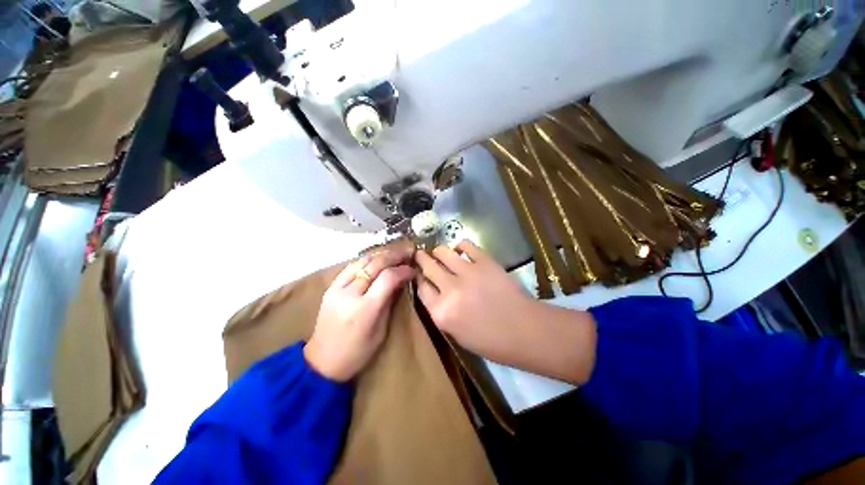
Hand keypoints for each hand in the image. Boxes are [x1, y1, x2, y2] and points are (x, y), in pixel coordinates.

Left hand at [304, 244, 414, 381]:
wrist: (321, 361)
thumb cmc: (357, 353)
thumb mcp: (381, 331)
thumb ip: (390, 302)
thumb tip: (401, 280)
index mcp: (365, 309)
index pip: (388, 278)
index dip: (403, 270)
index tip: (413, 269)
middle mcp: (350, 294)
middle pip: (375, 264)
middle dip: (394, 255)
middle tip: (407, 252)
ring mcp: (337, 288)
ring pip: (362, 261)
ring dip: (381, 254)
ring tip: (394, 252)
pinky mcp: (330, 287)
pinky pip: (351, 266)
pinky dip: (366, 259)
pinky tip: (376, 258)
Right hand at [415, 240, 596, 384]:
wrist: (525, 331)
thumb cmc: (491, 342)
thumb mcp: (457, 334)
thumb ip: (442, 312)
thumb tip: (435, 292)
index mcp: (441, 312)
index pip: (421, 288)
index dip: (419, 279)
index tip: (420, 274)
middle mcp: (450, 290)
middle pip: (428, 267)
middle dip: (422, 259)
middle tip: (421, 254)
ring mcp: (467, 273)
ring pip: (443, 252)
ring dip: (438, 251)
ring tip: (439, 251)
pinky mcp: (485, 262)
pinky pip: (466, 245)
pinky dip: (461, 245)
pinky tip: (461, 249)